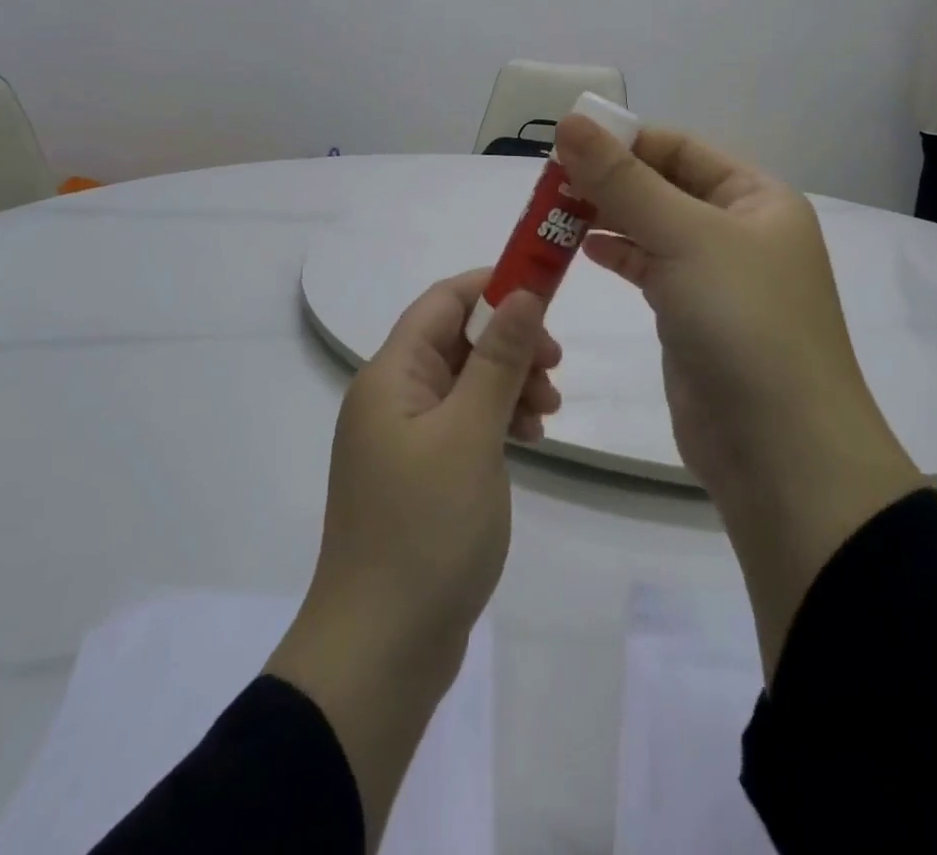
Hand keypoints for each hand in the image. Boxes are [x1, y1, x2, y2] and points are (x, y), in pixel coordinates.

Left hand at [267, 273, 560, 847]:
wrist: (380, 650)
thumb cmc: (425, 529)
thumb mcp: (471, 433)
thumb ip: (498, 358)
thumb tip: (522, 291)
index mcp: (390, 375)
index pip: (442, 301)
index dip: (494, 286)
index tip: (548, 296)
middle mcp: (390, 397)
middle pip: (455, 340)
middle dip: (509, 342)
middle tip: (556, 367)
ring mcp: (402, 439)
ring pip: (464, 382)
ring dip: (508, 383)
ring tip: (549, 413)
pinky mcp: (418, 475)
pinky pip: (462, 424)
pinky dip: (497, 420)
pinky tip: (530, 440)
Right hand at [554, 115, 923, 678]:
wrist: (779, 451)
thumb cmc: (744, 322)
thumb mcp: (685, 236)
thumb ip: (624, 180)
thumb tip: (571, 121)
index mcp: (757, 198)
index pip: (681, 148)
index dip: (625, 140)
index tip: (565, 142)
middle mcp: (741, 231)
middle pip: (664, 186)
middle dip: (610, 180)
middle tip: (549, 181)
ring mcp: (717, 277)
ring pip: (653, 228)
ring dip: (607, 216)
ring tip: (554, 211)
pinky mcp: (691, 318)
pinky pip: (650, 270)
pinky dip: (617, 255)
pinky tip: (582, 249)